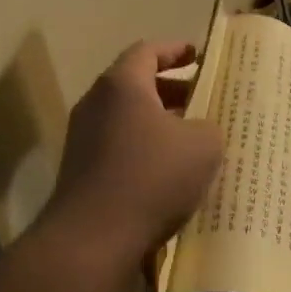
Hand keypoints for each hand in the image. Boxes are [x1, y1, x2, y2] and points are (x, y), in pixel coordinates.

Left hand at [31, 40, 222, 291]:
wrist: (92, 241)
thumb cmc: (151, 177)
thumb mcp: (202, 145)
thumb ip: (209, 126)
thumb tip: (201, 129)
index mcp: (122, 85)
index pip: (148, 51)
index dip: (176, 50)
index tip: (199, 56)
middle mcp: (96, 104)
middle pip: (137, 85)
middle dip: (172, 90)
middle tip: (204, 99)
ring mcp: (84, 139)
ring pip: (128, 119)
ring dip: (160, 124)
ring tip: (194, 139)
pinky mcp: (82, 172)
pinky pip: (120, 147)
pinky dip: (146, 150)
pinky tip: (172, 174)